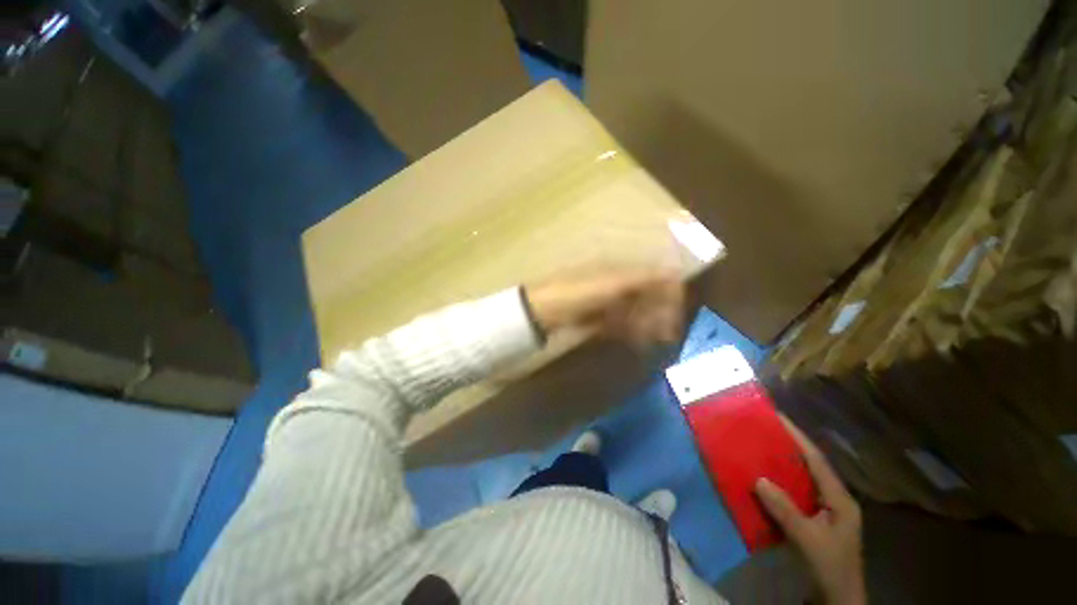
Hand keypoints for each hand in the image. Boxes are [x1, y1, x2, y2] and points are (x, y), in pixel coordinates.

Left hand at [524, 269, 684, 348]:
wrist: (540, 311)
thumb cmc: (576, 294)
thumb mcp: (610, 285)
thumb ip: (642, 279)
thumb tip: (675, 271)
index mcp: (618, 271)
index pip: (653, 277)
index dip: (669, 294)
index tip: (678, 316)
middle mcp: (614, 283)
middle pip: (644, 296)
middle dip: (658, 314)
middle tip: (667, 336)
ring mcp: (603, 300)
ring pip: (632, 312)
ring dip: (644, 325)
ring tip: (651, 342)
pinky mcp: (594, 316)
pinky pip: (617, 323)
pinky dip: (627, 331)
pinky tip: (634, 341)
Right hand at [755, 417, 866, 604]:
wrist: (838, 599)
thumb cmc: (830, 567)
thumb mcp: (808, 540)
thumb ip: (785, 510)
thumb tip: (759, 479)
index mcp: (840, 499)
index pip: (817, 461)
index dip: (798, 438)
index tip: (779, 417)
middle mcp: (834, 499)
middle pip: (810, 466)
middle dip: (789, 447)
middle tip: (764, 430)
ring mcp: (825, 510)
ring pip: (802, 480)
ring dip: (782, 465)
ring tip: (760, 448)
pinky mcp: (814, 520)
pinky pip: (795, 494)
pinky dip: (780, 485)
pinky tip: (764, 481)